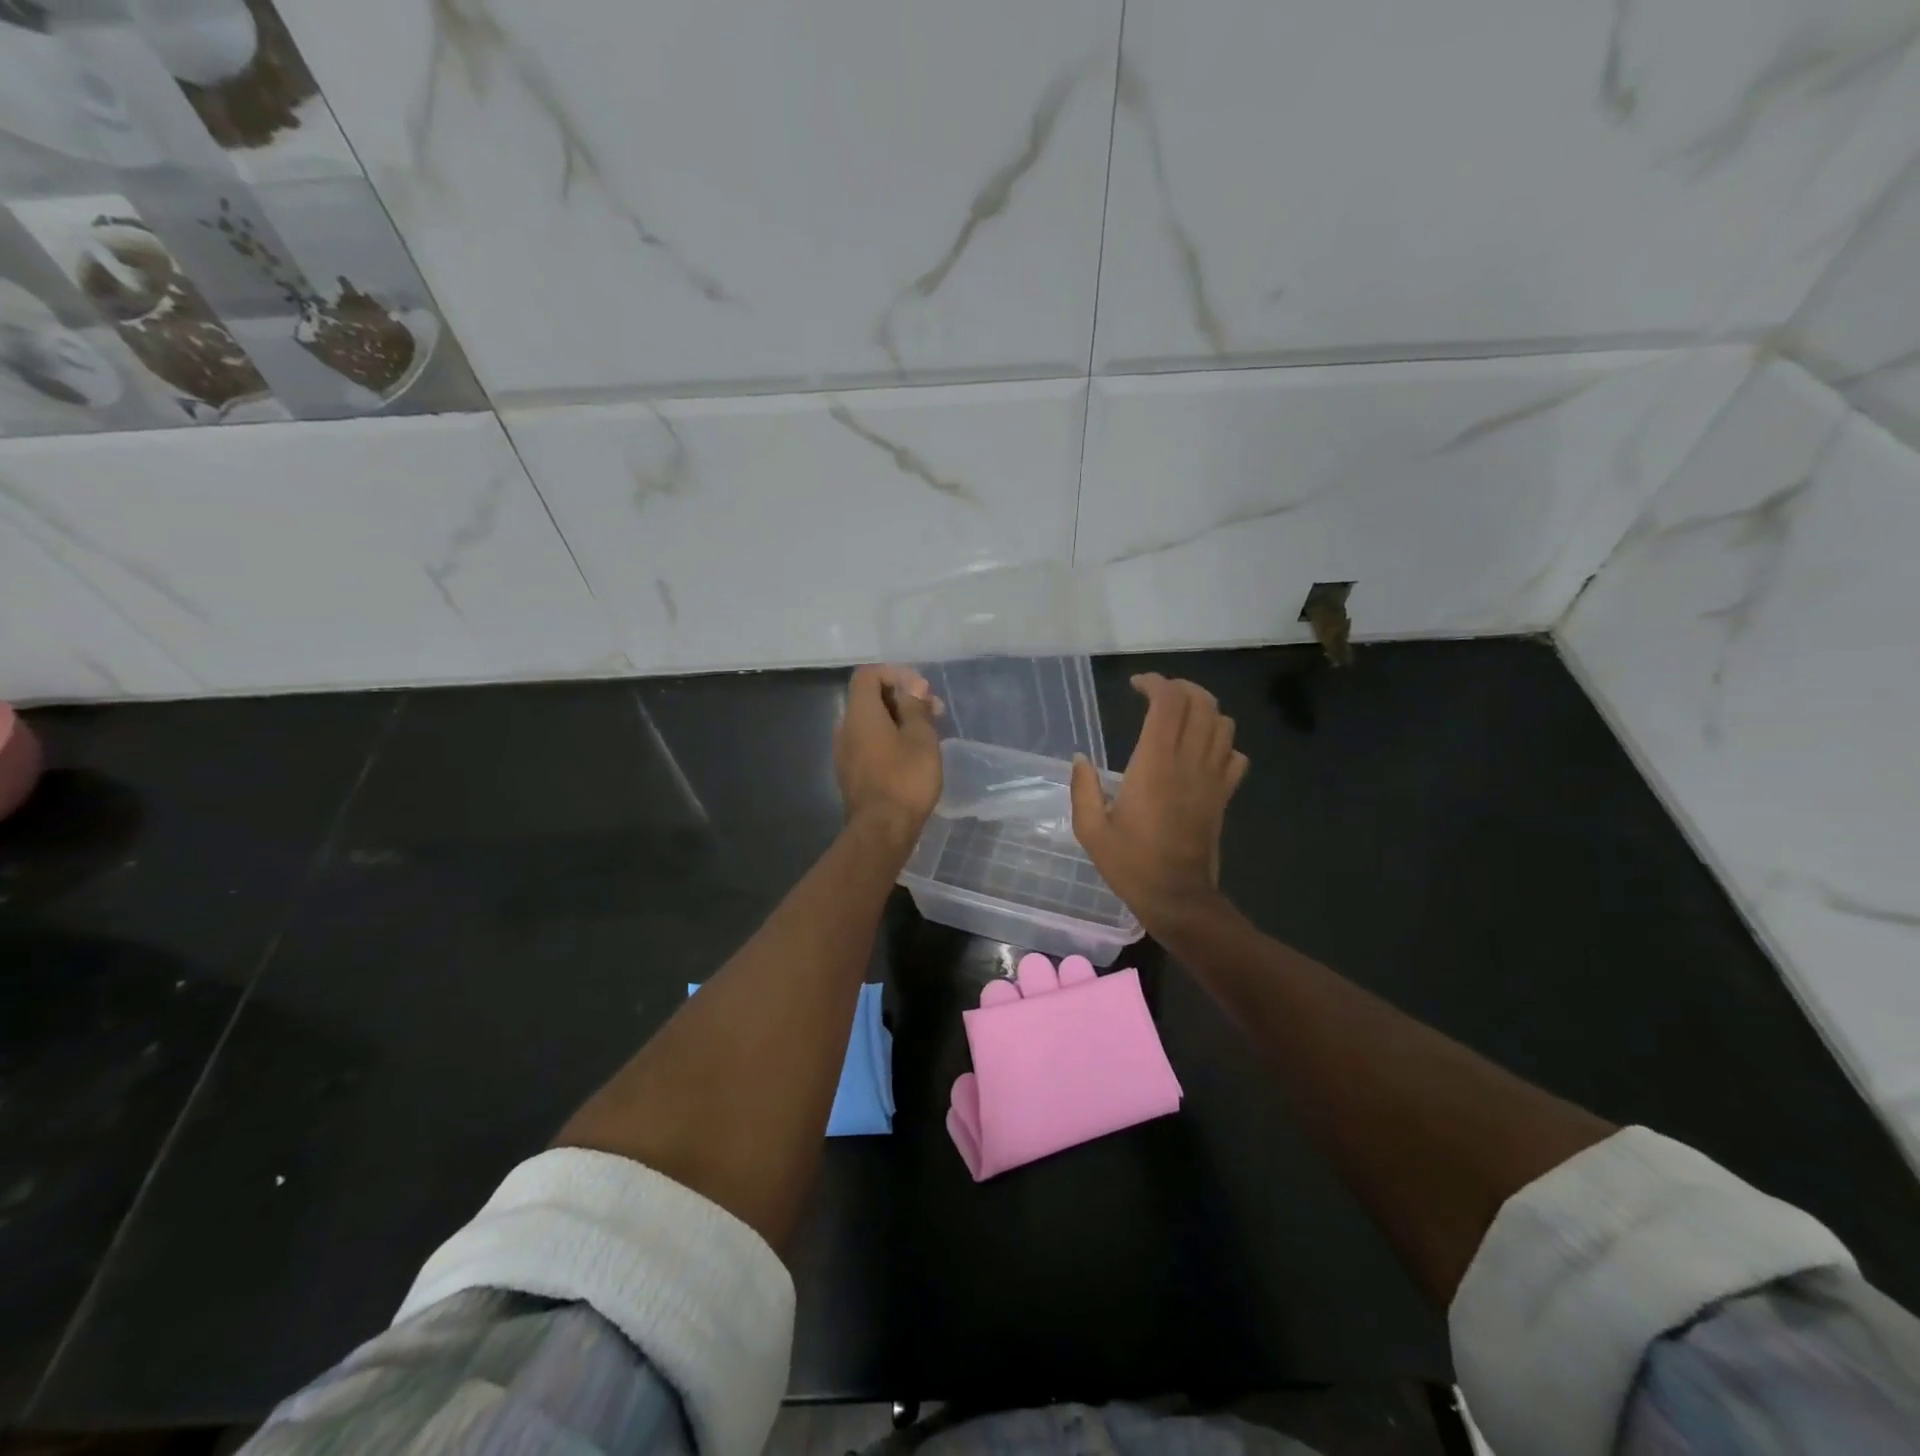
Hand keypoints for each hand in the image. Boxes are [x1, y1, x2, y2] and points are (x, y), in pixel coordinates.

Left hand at [835, 664, 942, 844]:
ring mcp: (844, 752)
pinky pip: (868, 743)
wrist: (882, 830)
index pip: (868, 675)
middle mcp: (845, 728)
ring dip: (897, 720)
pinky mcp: (850, 773)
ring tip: (927, 733)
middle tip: (933, 711)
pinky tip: (911, 755)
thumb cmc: (906, 779)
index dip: (895, 674)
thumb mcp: (921, 737)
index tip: (922, 689)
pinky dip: (888, 739)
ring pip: (870, 722)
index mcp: (860, 713)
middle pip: (869, 698)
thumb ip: (915, 707)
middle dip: (902, 698)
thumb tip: (912, 689)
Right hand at [1070, 673, 1247, 927]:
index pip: (1168, 703)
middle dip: (1181, 688)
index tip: (1136, 686)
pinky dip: (1223, 742)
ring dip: (1204, 710)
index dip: (1155, 683)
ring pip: (1223, 724)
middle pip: (1201, 703)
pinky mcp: (1224, 796)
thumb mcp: (1090, 829)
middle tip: (1158, 695)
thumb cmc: (1130, 863)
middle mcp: (1189, 762)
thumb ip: (1082, 788)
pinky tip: (1202, 752)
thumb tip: (1080, 759)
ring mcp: (1212, 778)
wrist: (1176, 897)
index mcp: (1154, 764)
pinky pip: (1236, 755)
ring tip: (1180, 716)